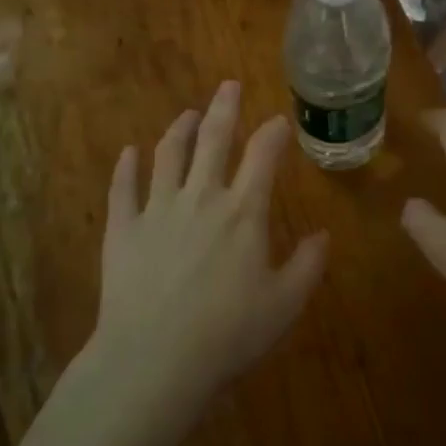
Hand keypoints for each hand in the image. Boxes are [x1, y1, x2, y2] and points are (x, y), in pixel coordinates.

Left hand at [93, 81, 327, 407]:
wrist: (154, 360)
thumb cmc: (228, 333)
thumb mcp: (284, 304)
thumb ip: (308, 265)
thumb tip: (323, 235)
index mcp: (243, 212)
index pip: (262, 156)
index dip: (273, 133)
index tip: (279, 119)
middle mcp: (201, 197)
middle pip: (213, 140)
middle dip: (224, 108)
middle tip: (228, 85)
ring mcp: (157, 210)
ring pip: (168, 155)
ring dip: (179, 130)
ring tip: (187, 114)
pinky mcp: (122, 229)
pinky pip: (122, 188)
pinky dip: (125, 167)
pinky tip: (128, 152)